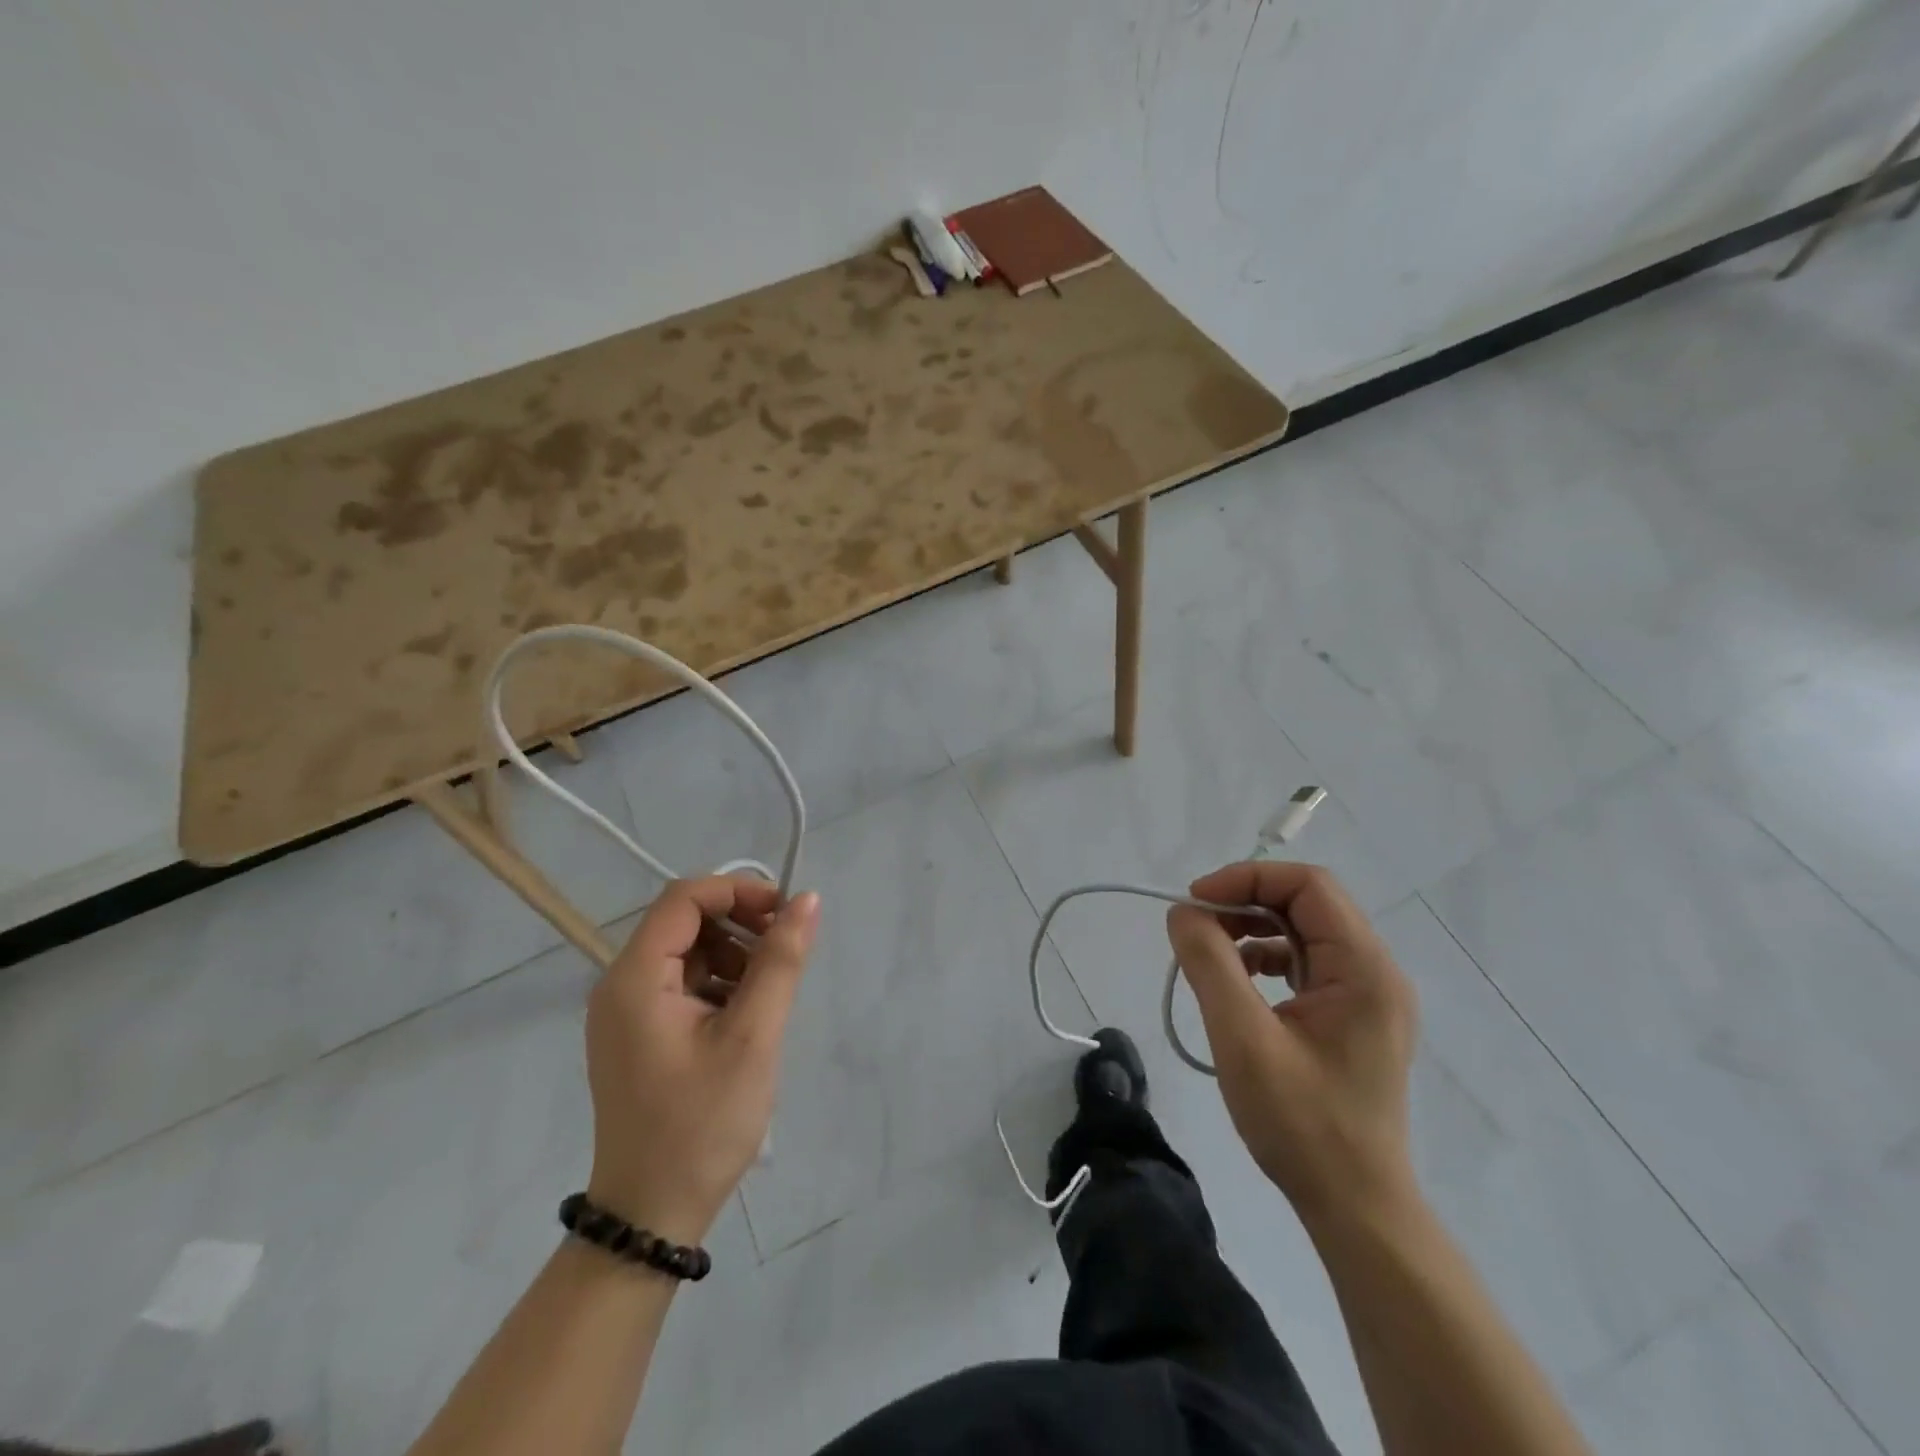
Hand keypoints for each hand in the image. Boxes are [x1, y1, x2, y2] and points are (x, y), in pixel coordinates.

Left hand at [584, 876, 820, 1246]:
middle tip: (785, 953)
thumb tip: (807, 901)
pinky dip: (719, 984)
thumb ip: (780, 962)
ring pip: (688, 952)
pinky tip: (745, 1018)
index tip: (786, 914)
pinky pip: (682, 984)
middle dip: (740, 925)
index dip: (738, 891)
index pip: (684, 897)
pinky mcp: (638, 1035)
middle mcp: (620, 986)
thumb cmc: (702, 1124)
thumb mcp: (753, 1037)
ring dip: (733, 956)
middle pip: (684, 921)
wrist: (651, 1217)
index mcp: (636, 979)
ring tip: (767, 995)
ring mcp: (625, 1013)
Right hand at [1166, 862, 1418, 1228]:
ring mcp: (1367, 995)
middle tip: (1195, 926)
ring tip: (1209, 952)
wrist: (1354, 1206)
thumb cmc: (1301, 1124)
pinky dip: (1265, 957)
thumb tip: (1183, 912)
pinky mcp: (1352, 1016)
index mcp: (1365, 969)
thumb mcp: (1243, 1038)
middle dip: (1246, 901)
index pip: (1308, 886)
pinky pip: (1306, 962)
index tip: (1195, 902)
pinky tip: (1236, 981)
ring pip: (1304, 930)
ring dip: (1253, 928)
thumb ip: (1210, 963)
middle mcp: (1376, 972)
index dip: (1247, 879)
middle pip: (1308, 902)